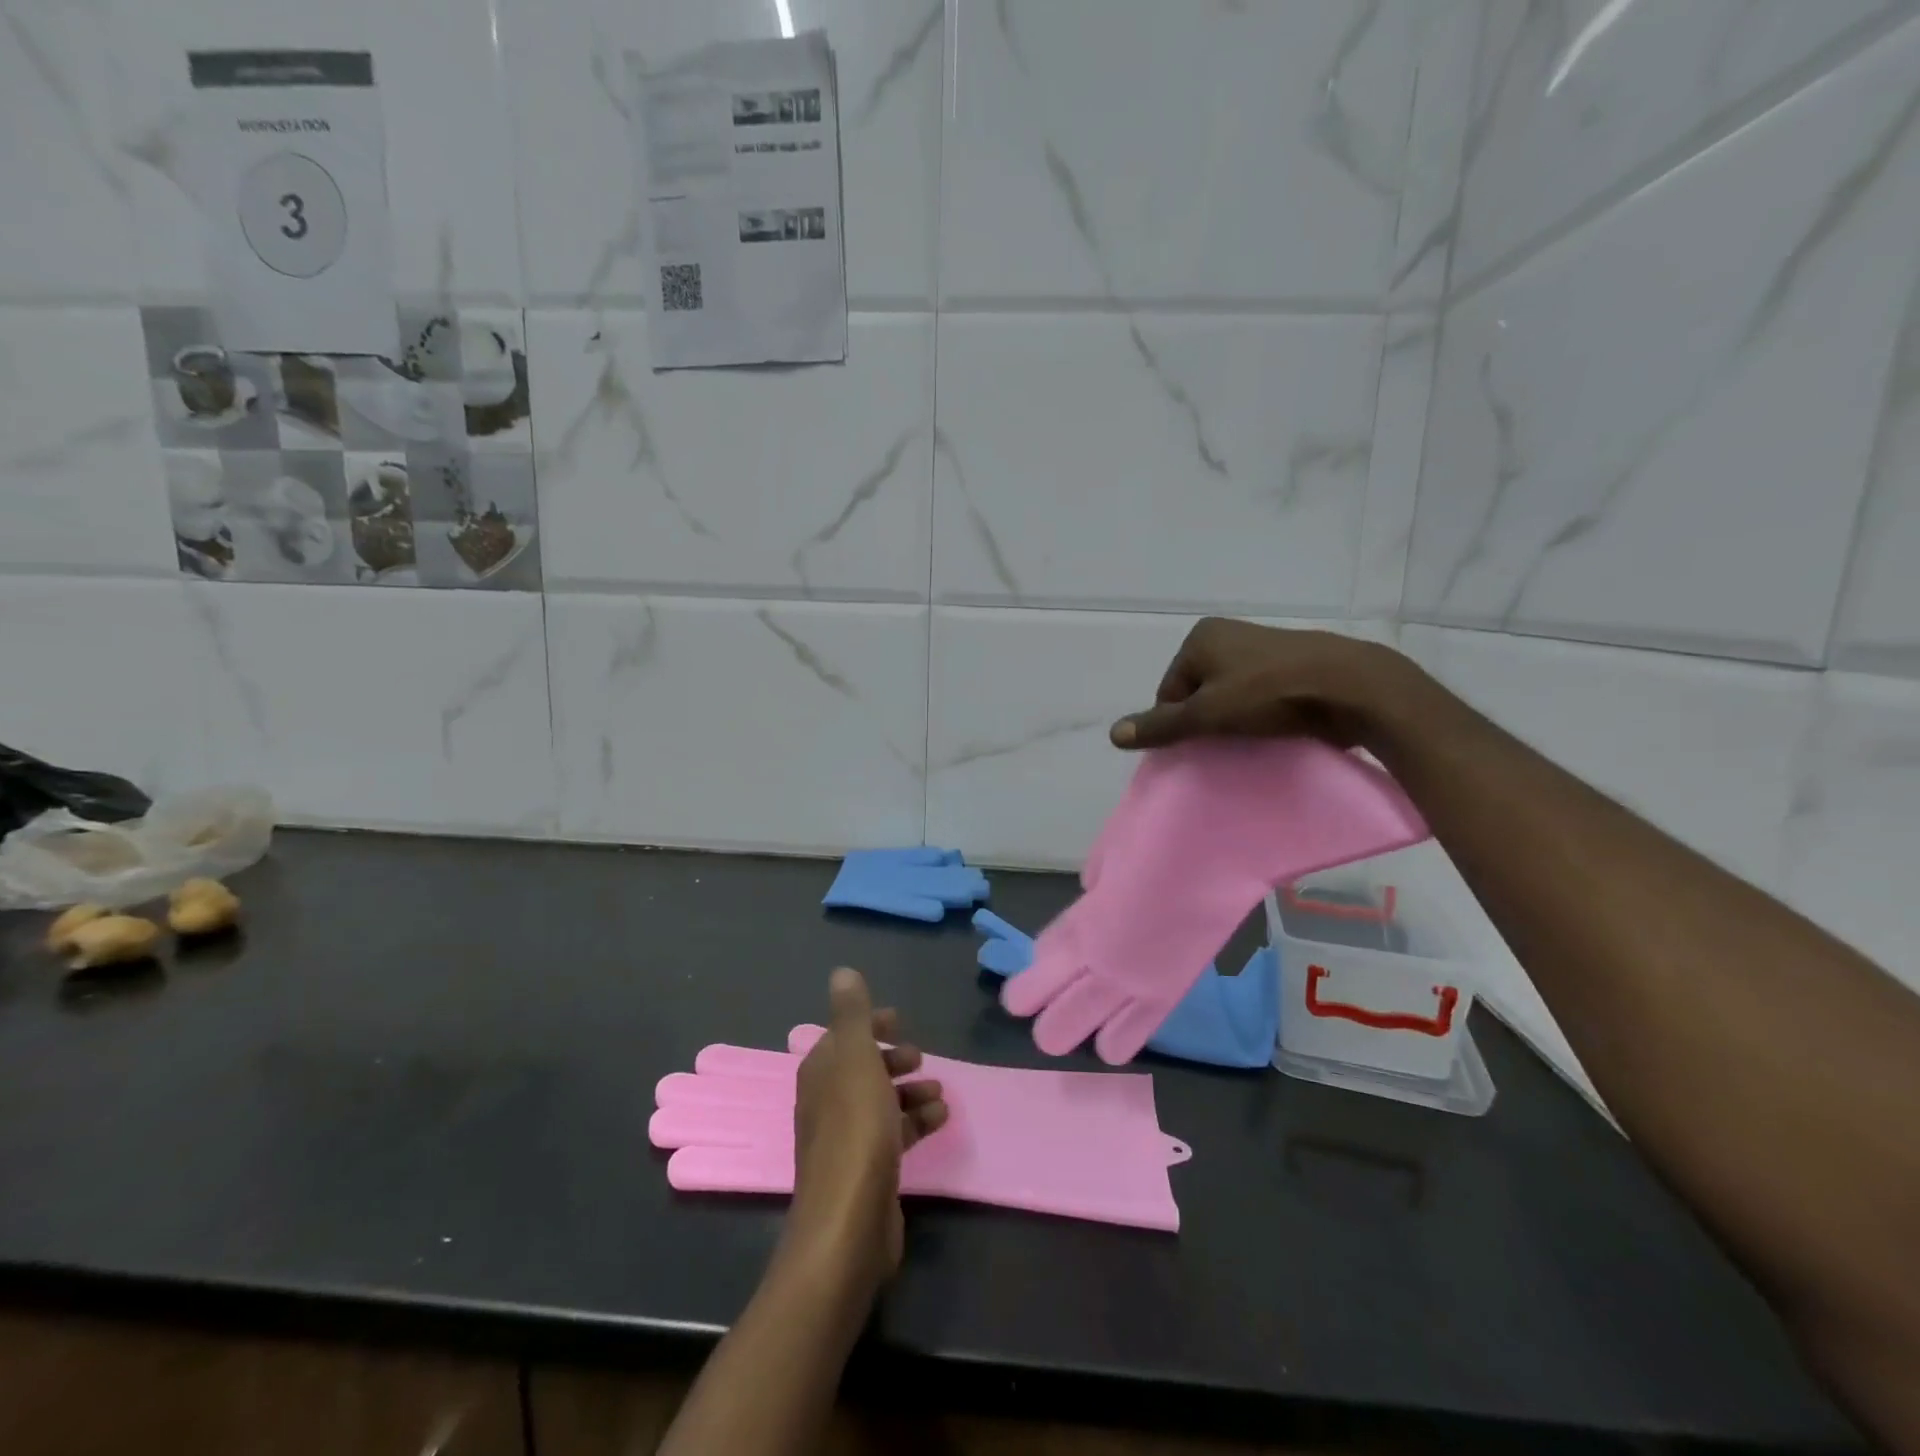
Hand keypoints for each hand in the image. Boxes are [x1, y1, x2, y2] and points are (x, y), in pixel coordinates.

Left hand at [785, 968, 947, 1292]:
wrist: (848, 1223)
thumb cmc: (856, 1130)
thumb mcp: (856, 1060)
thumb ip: (852, 1015)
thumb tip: (842, 971)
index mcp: (820, 1072)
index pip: (844, 1036)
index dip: (871, 1025)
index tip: (900, 1020)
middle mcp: (828, 1102)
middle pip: (863, 1069)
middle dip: (894, 1060)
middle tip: (921, 1059)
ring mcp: (846, 1139)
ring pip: (882, 1102)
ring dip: (911, 1091)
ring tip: (940, 1093)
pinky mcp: (867, 1170)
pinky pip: (894, 1133)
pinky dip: (916, 1122)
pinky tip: (940, 1120)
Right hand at [1109, 618, 1412, 751]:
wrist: (1353, 688)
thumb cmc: (1270, 694)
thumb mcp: (1207, 714)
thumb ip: (1161, 726)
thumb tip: (1113, 734)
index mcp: (1201, 638)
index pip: (1169, 692)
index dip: (1178, 723)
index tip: (1198, 746)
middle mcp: (1228, 635)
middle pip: (1198, 693)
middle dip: (1206, 722)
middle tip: (1222, 748)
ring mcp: (1263, 649)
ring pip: (1230, 697)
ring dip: (1234, 722)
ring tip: (1249, 744)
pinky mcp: (1293, 666)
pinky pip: (1261, 697)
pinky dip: (1261, 716)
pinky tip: (1274, 733)